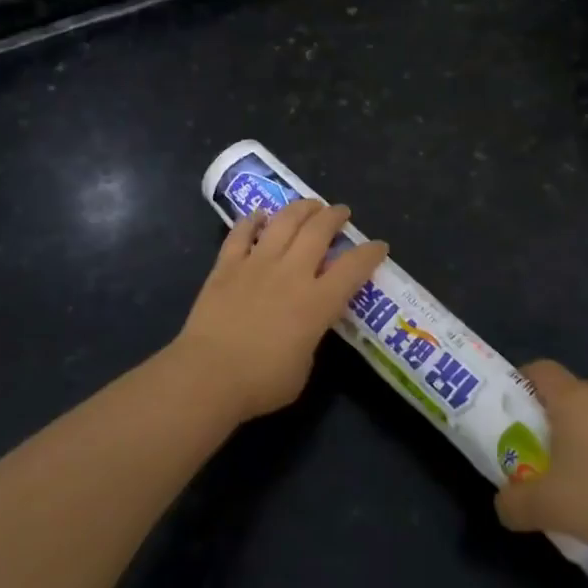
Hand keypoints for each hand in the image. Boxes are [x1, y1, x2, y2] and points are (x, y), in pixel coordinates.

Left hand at [170, 199, 389, 423]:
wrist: (208, 375)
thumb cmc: (261, 382)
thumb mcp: (303, 367)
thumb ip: (311, 338)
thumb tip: (306, 326)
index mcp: (317, 302)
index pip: (353, 268)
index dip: (370, 253)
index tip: (379, 245)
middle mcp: (291, 273)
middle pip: (318, 231)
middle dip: (334, 217)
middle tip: (341, 212)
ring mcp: (256, 264)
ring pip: (283, 222)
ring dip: (300, 208)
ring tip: (310, 205)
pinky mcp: (226, 265)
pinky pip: (241, 233)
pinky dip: (251, 221)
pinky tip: (259, 215)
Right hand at [495, 360, 587, 562]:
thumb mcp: (547, 508)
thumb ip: (514, 503)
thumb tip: (502, 504)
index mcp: (572, 398)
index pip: (539, 369)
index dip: (521, 384)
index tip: (512, 414)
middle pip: (566, 394)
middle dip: (549, 418)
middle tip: (538, 453)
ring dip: (581, 436)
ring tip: (576, 477)